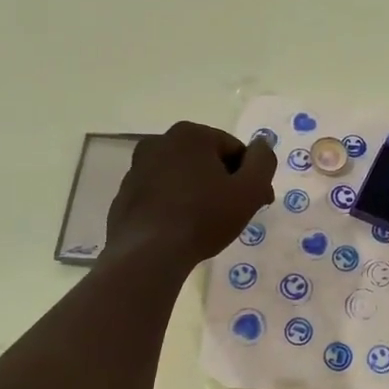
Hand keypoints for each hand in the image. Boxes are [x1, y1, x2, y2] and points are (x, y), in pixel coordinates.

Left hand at [104, 122, 276, 269]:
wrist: (148, 254)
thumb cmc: (203, 218)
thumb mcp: (250, 190)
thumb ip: (263, 160)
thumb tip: (262, 143)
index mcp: (190, 134)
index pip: (234, 150)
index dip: (250, 176)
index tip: (256, 202)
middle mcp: (159, 142)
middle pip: (206, 160)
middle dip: (223, 183)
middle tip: (233, 215)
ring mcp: (137, 168)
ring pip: (182, 176)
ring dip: (197, 192)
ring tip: (206, 225)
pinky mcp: (125, 193)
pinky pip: (160, 194)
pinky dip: (174, 205)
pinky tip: (180, 229)